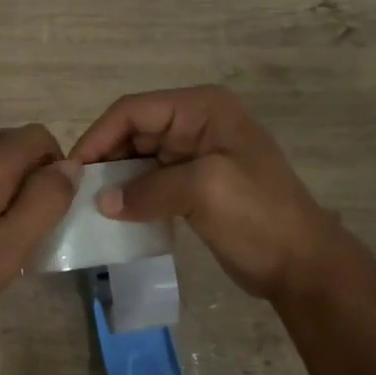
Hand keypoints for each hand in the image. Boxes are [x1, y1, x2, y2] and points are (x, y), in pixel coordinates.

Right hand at [70, 85, 343, 302]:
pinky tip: (114, 215)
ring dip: (114, 179)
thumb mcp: (204, 191)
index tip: (73, 171)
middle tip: (76, 192)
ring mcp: (195, 154)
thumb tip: (102, 202)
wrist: (303, 266)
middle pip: (133, 131)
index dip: (99, 136)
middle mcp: (196, 123)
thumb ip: (147, 190)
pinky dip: (130, 195)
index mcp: (203, 109)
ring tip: (88, 206)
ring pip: (138, 157)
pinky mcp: (193, 184)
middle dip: (104, 158)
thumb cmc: (260, 217)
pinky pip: (150, 181)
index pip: (134, 110)